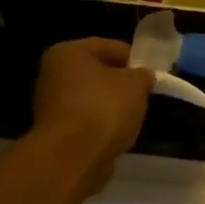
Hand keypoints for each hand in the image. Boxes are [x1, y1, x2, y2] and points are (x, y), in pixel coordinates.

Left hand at [29, 39, 155, 197]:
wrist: (73, 157)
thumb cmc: (104, 108)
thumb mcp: (135, 84)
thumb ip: (142, 75)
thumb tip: (143, 75)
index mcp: (68, 52)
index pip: (107, 45)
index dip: (133, 56)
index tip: (153, 71)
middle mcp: (53, 74)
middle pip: (97, 72)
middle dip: (122, 82)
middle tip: (145, 93)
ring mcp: (51, 105)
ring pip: (92, 98)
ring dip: (112, 105)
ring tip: (135, 116)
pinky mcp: (56, 131)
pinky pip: (87, 120)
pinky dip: (102, 124)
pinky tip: (118, 133)